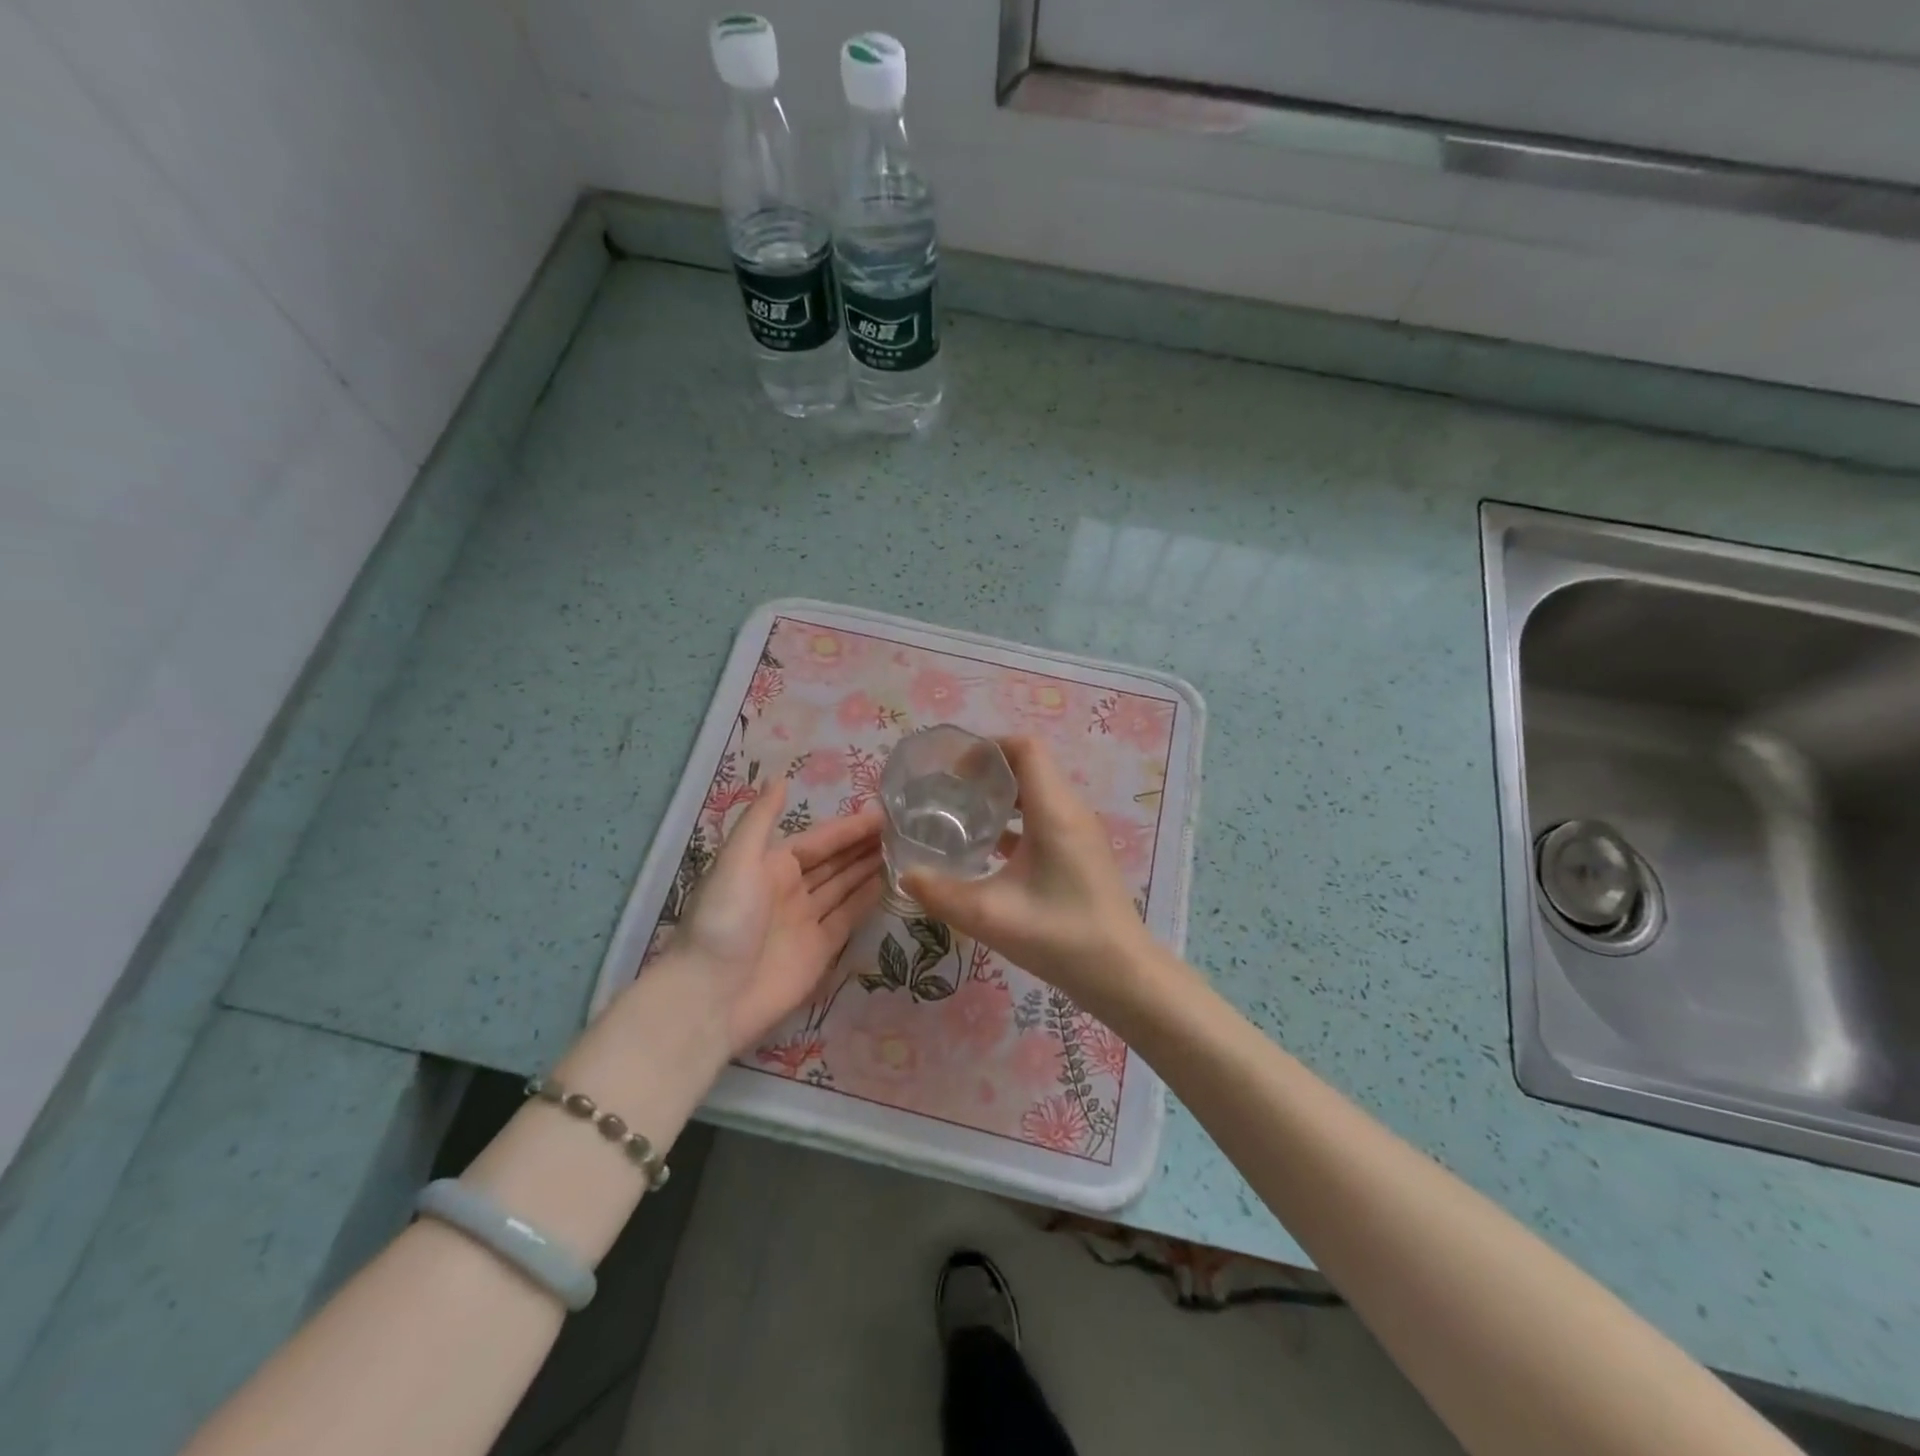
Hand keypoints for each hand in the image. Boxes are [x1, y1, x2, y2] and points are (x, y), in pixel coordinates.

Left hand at [673, 779, 883, 1055]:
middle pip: (834, 862)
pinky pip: (848, 918)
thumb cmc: (724, 920)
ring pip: (844, 887)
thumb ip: (761, 820)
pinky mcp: (819, 950)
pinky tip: (890, 884)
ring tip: (905, 852)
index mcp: (770, 865)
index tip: (884, 814)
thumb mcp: (737, 861)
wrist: (710, 996)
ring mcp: (806, 920)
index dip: (848, 828)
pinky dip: (867, 901)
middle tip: (904, 830)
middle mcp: (790, 889)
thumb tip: (781, 779)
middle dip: (863, 846)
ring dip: (869, 869)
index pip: (818, 840)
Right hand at [902, 736, 1153, 1022]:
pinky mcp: (1081, 852)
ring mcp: (1080, 831)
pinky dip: (1016, 820)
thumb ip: (941, 893)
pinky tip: (988, 848)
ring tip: (962, 815)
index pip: (1025, 749)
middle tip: (949, 791)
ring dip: (1002, 797)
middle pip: (1030, 766)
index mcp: (1054, 811)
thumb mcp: (990, 916)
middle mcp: (1071, 811)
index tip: (953, 770)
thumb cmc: (1060, 936)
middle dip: (988, 771)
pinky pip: (1045, 817)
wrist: (1121, 974)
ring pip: (1038, 792)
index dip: (988, 748)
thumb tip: (905, 874)